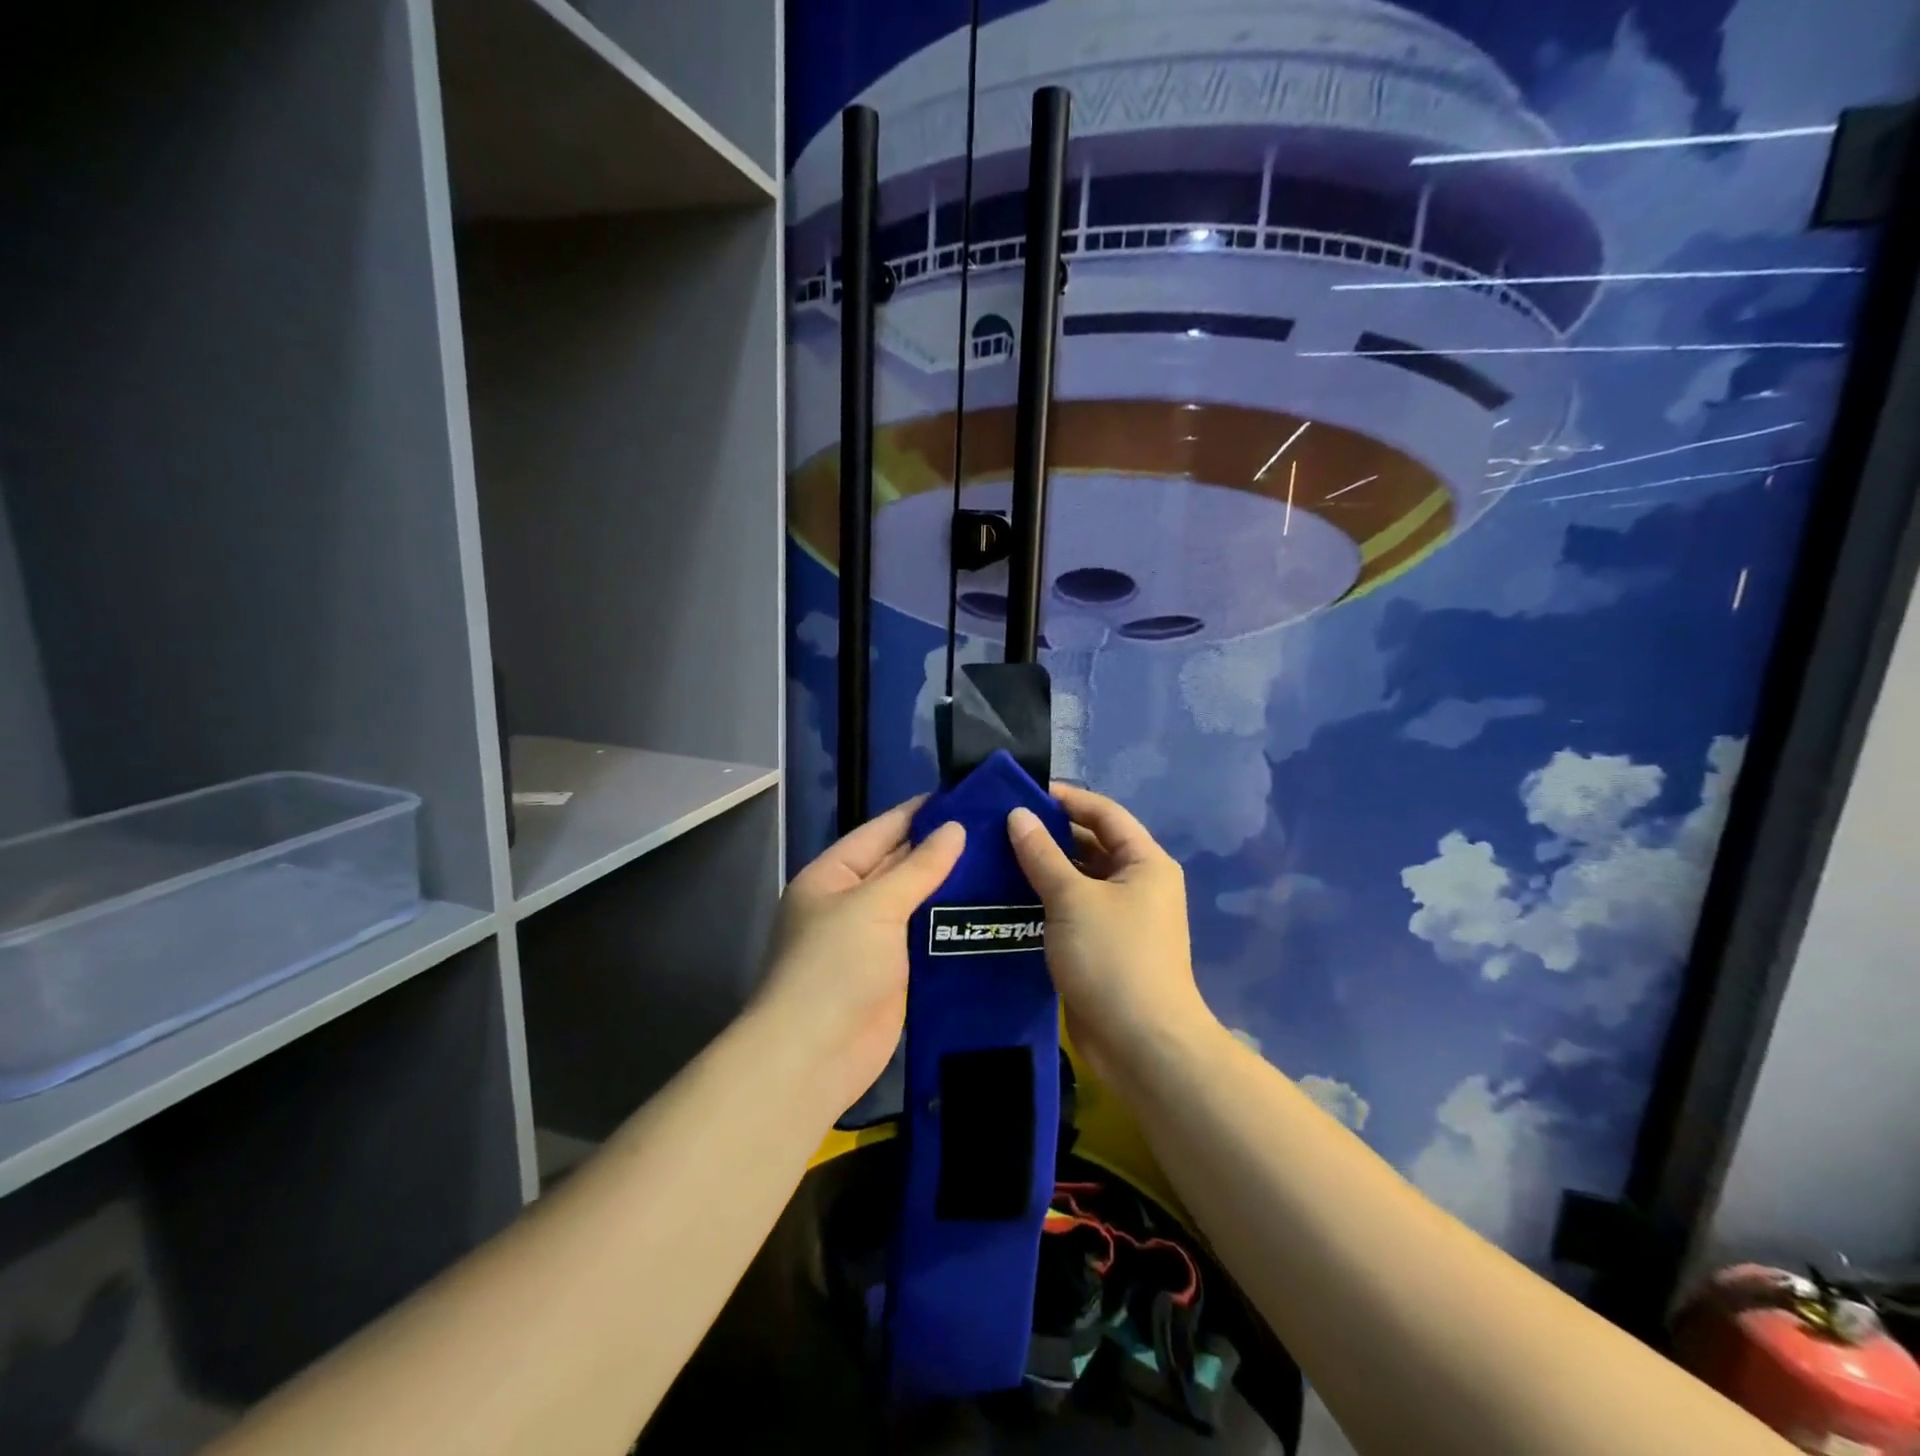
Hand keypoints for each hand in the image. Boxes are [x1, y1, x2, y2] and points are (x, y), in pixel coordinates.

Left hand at [752, 799, 964, 1118]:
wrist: (815, 1056)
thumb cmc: (835, 967)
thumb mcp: (875, 906)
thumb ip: (918, 867)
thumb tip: (955, 829)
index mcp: (833, 876)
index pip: (881, 831)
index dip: (919, 813)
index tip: (964, 796)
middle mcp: (851, 903)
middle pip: (900, 866)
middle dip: (941, 848)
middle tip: (996, 829)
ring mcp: (873, 941)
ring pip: (918, 903)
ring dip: (952, 887)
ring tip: (1003, 862)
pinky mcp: (896, 974)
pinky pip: (927, 939)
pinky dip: (952, 926)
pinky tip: (989, 911)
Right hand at [1008, 785, 1216, 1088]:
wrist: (1141, 1044)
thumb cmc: (1112, 958)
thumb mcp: (1072, 898)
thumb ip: (1041, 853)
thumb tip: (1017, 814)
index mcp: (1145, 862)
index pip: (1104, 813)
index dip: (1066, 799)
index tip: (1022, 794)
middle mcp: (1138, 883)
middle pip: (1091, 844)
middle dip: (1049, 834)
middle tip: (999, 827)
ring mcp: (1122, 917)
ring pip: (1079, 879)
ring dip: (1044, 869)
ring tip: (995, 856)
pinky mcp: (1105, 946)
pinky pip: (1073, 910)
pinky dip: (1046, 900)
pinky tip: (1009, 897)